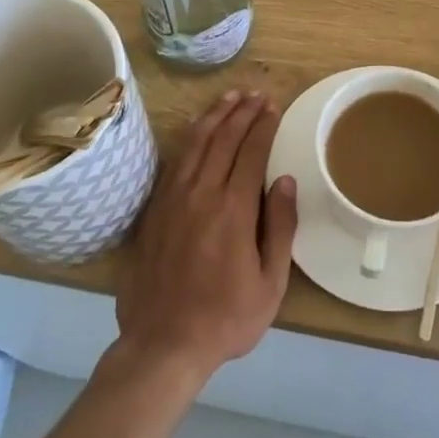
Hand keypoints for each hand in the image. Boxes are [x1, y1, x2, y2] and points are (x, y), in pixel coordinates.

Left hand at [115, 92, 298, 384]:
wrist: (163, 343)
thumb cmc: (226, 318)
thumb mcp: (270, 283)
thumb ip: (280, 228)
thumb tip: (283, 180)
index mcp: (233, 210)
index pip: (250, 153)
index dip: (263, 126)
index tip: (273, 107)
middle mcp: (201, 194)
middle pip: (223, 139)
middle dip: (242, 112)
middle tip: (256, 94)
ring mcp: (173, 199)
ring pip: (195, 143)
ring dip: (214, 116)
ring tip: (229, 97)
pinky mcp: (155, 209)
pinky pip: (174, 161)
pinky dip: (189, 138)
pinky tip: (197, 129)